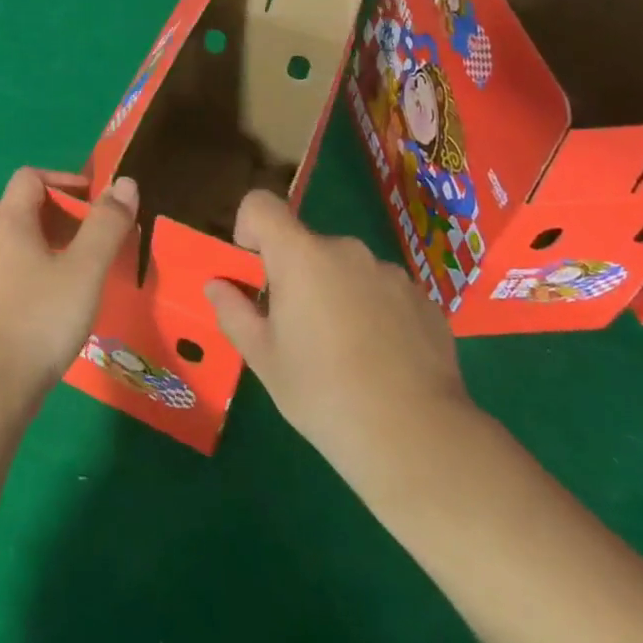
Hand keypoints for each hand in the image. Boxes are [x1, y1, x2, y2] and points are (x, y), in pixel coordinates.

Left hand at [0, 169, 138, 406]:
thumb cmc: (40, 319)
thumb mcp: (86, 270)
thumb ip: (106, 225)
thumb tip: (125, 183)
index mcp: (8, 223)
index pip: (27, 178)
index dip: (60, 180)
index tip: (91, 199)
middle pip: (2, 207)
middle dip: (37, 211)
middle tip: (68, 230)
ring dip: (22, 243)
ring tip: (56, 264)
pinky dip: (13, 274)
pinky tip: (38, 300)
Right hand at [204, 191, 482, 496]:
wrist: (417, 438)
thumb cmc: (323, 392)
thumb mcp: (263, 358)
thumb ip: (234, 312)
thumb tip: (217, 285)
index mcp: (300, 255)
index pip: (261, 204)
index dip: (249, 228)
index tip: (254, 271)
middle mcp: (346, 250)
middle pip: (306, 245)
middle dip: (296, 276)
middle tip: (298, 331)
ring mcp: (391, 273)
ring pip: (347, 271)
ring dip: (338, 294)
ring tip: (346, 353)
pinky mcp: (425, 301)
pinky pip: (384, 293)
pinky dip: (375, 314)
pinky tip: (383, 362)